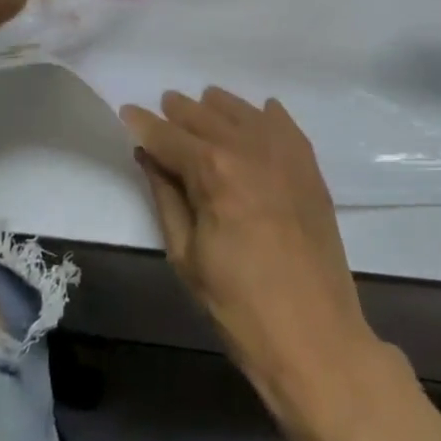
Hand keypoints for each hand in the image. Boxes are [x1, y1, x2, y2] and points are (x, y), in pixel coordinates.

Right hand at [122, 88, 383, 408]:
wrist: (314, 335)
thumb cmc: (238, 305)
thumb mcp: (186, 254)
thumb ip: (166, 195)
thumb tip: (148, 156)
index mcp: (213, 170)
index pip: (169, 136)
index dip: (144, 125)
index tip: (127, 112)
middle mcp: (249, 148)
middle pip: (206, 116)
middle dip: (179, 111)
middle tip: (162, 108)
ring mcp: (285, 155)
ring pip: (244, 113)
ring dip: (218, 107)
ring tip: (202, 105)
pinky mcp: (310, 169)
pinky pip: (284, 126)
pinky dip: (265, 116)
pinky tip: (258, 113)